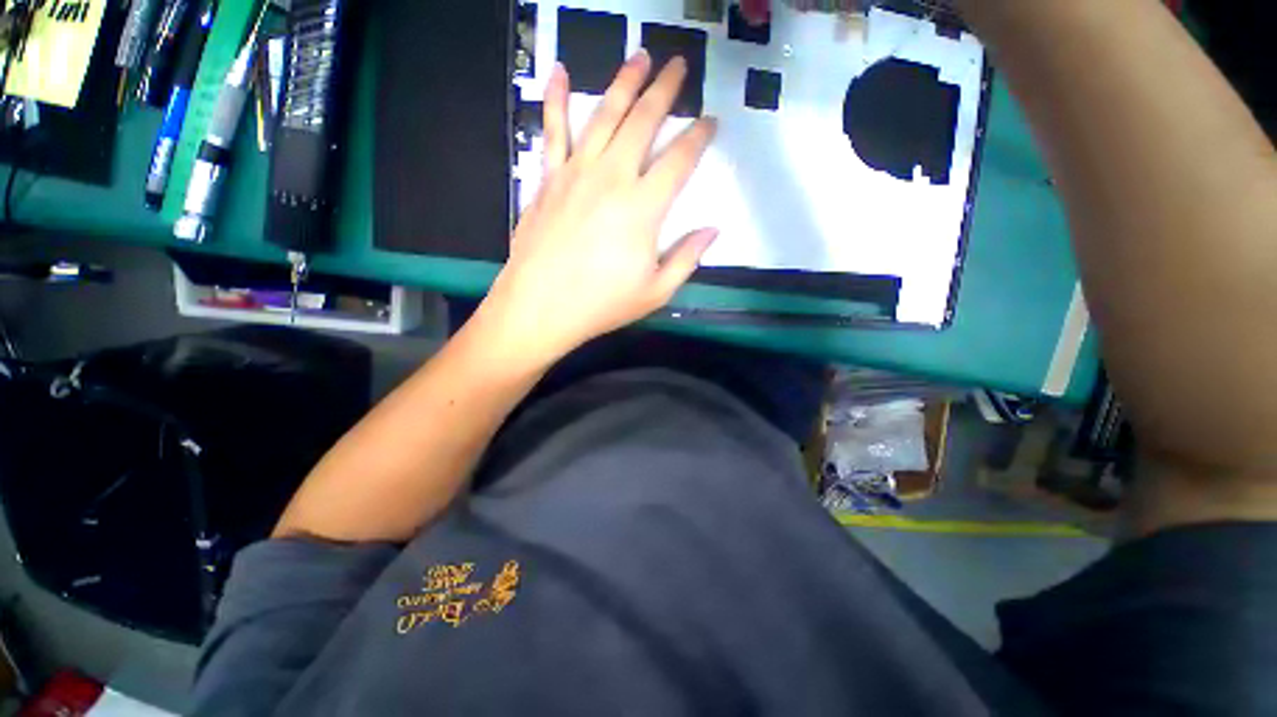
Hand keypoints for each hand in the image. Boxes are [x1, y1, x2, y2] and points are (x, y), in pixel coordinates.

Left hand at [478, 51, 718, 368]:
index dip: (699, 137)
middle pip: (644, 121)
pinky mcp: (548, 178)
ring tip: (640, 56)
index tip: (710, 122)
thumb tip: (712, 230)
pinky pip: (553, 130)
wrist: (540, 306)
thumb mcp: (655, 292)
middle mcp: (613, 177)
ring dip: (624, 82)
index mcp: (644, 207)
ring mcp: (576, 172)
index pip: (680, 159)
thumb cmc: (601, 304)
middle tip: (679, 65)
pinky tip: (559, 72)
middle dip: (666, 89)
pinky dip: (556, 98)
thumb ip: (686, 258)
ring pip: (604, 114)